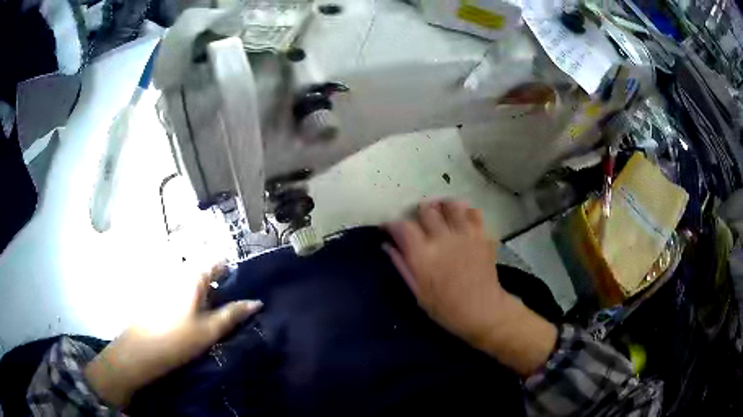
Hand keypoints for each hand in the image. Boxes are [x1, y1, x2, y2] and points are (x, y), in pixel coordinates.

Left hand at [84, 264, 261, 406]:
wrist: (139, 351)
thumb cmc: (176, 340)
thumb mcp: (209, 330)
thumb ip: (233, 314)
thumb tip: (256, 302)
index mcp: (192, 276)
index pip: (219, 262)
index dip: (234, 274)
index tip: (244, 290)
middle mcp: (178, 272)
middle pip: (206, 273)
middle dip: (221, 288)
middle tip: (232, 310)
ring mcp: (166, 281)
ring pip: (193, 283)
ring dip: (206, 296)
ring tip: (214, 318)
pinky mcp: (158, 293)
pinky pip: (181, 290)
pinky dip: (192, 301)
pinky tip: (193, 320)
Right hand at [385, 200, 556, 376]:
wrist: (483, 311)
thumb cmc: (447, 308)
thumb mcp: (418, 292)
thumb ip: (402, 265)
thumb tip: (387, 245)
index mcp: (424, 255)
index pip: (403, 226)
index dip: (392, 224)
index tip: (389, 229)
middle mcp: (443, 238)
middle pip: (426, 210)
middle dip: (418, 213)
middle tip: (418, 223)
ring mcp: (465, 235)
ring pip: (451, 205)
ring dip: (442, 206)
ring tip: (440, 214)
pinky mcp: (482, 235)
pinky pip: (474, 212)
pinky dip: (466, 212)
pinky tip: (462, 220)